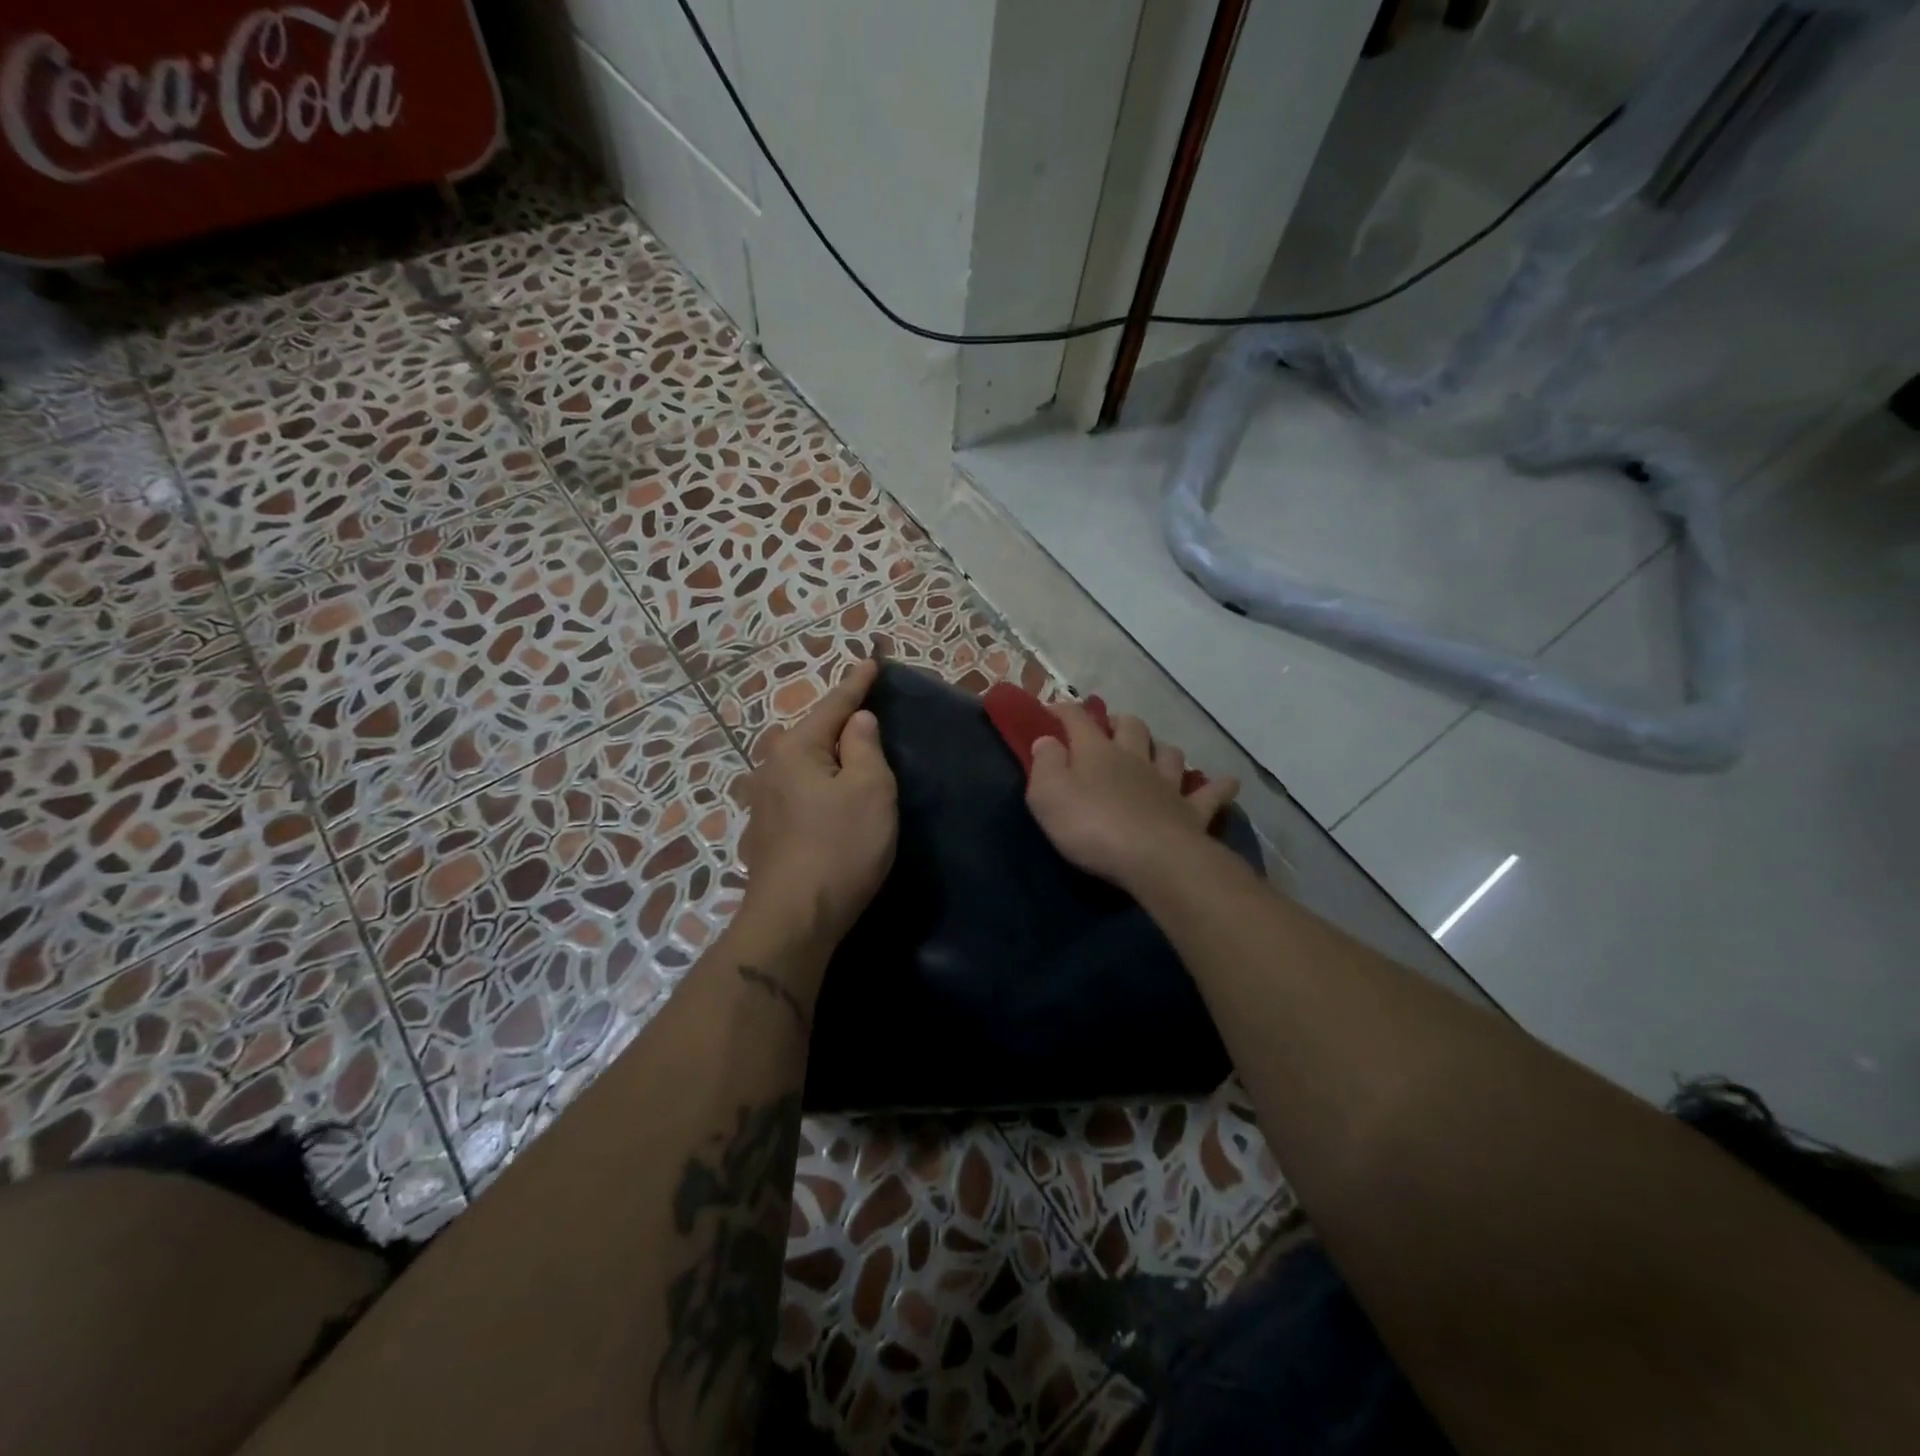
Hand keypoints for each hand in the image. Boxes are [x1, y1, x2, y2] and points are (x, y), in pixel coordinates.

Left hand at [737, 658, 897, 952]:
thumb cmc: (840, 847)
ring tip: (844, 759)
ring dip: (820, 756)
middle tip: (861, 717)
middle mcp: (770, 767)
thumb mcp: (869, 789)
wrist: (794, 918)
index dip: (856, 684)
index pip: (834, 705)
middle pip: (807, 732)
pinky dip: (813, 785)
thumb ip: (864, 747)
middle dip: (833, 721)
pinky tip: (822, 800)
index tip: (871, 661)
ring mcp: (761, 802)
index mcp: (796, 749)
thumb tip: (856, 721)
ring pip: (796, 763)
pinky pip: (793, 791)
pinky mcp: (763, 832)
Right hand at [1026, 705, 1238, 892]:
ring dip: (1162, 749)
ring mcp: (1167, 783)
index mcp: (1096, 752)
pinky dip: (1218, 786)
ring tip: (1156, 753)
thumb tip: (1047, 739)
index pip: (1077, 719)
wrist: (1152, 858)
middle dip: (1119, 722)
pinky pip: (1211, 793)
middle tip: (1110, 729)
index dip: (1063, 710)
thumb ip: (1045, 764)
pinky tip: (1227, 782)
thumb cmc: (1091, 826)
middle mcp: (1134, 758)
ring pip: (1169, 752)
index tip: (1051, 709)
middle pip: (1131, 727)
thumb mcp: (1047, 795)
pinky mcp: (1192, 811)